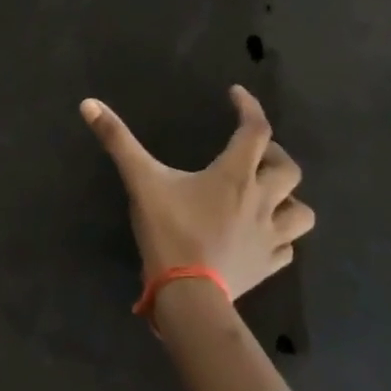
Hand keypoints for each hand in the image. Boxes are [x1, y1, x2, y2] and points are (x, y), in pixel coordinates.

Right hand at [81, 86, 312, 299]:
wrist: (189, 295)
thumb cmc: (169, 231)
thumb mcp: (140, 180)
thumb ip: (117, 140)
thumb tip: (88, 104)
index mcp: (235, 176)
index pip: (255, 131)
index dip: (249, 107)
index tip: (237, 95)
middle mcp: (262, 201)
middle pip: (289, 169)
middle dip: (273, 155)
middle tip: (252, 153)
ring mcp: (270, 236)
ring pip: (301, 211)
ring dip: (289, 198)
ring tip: (268, 195)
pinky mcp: (268, 265)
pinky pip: (288, 247)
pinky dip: (281, 235)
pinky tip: (263, 234)